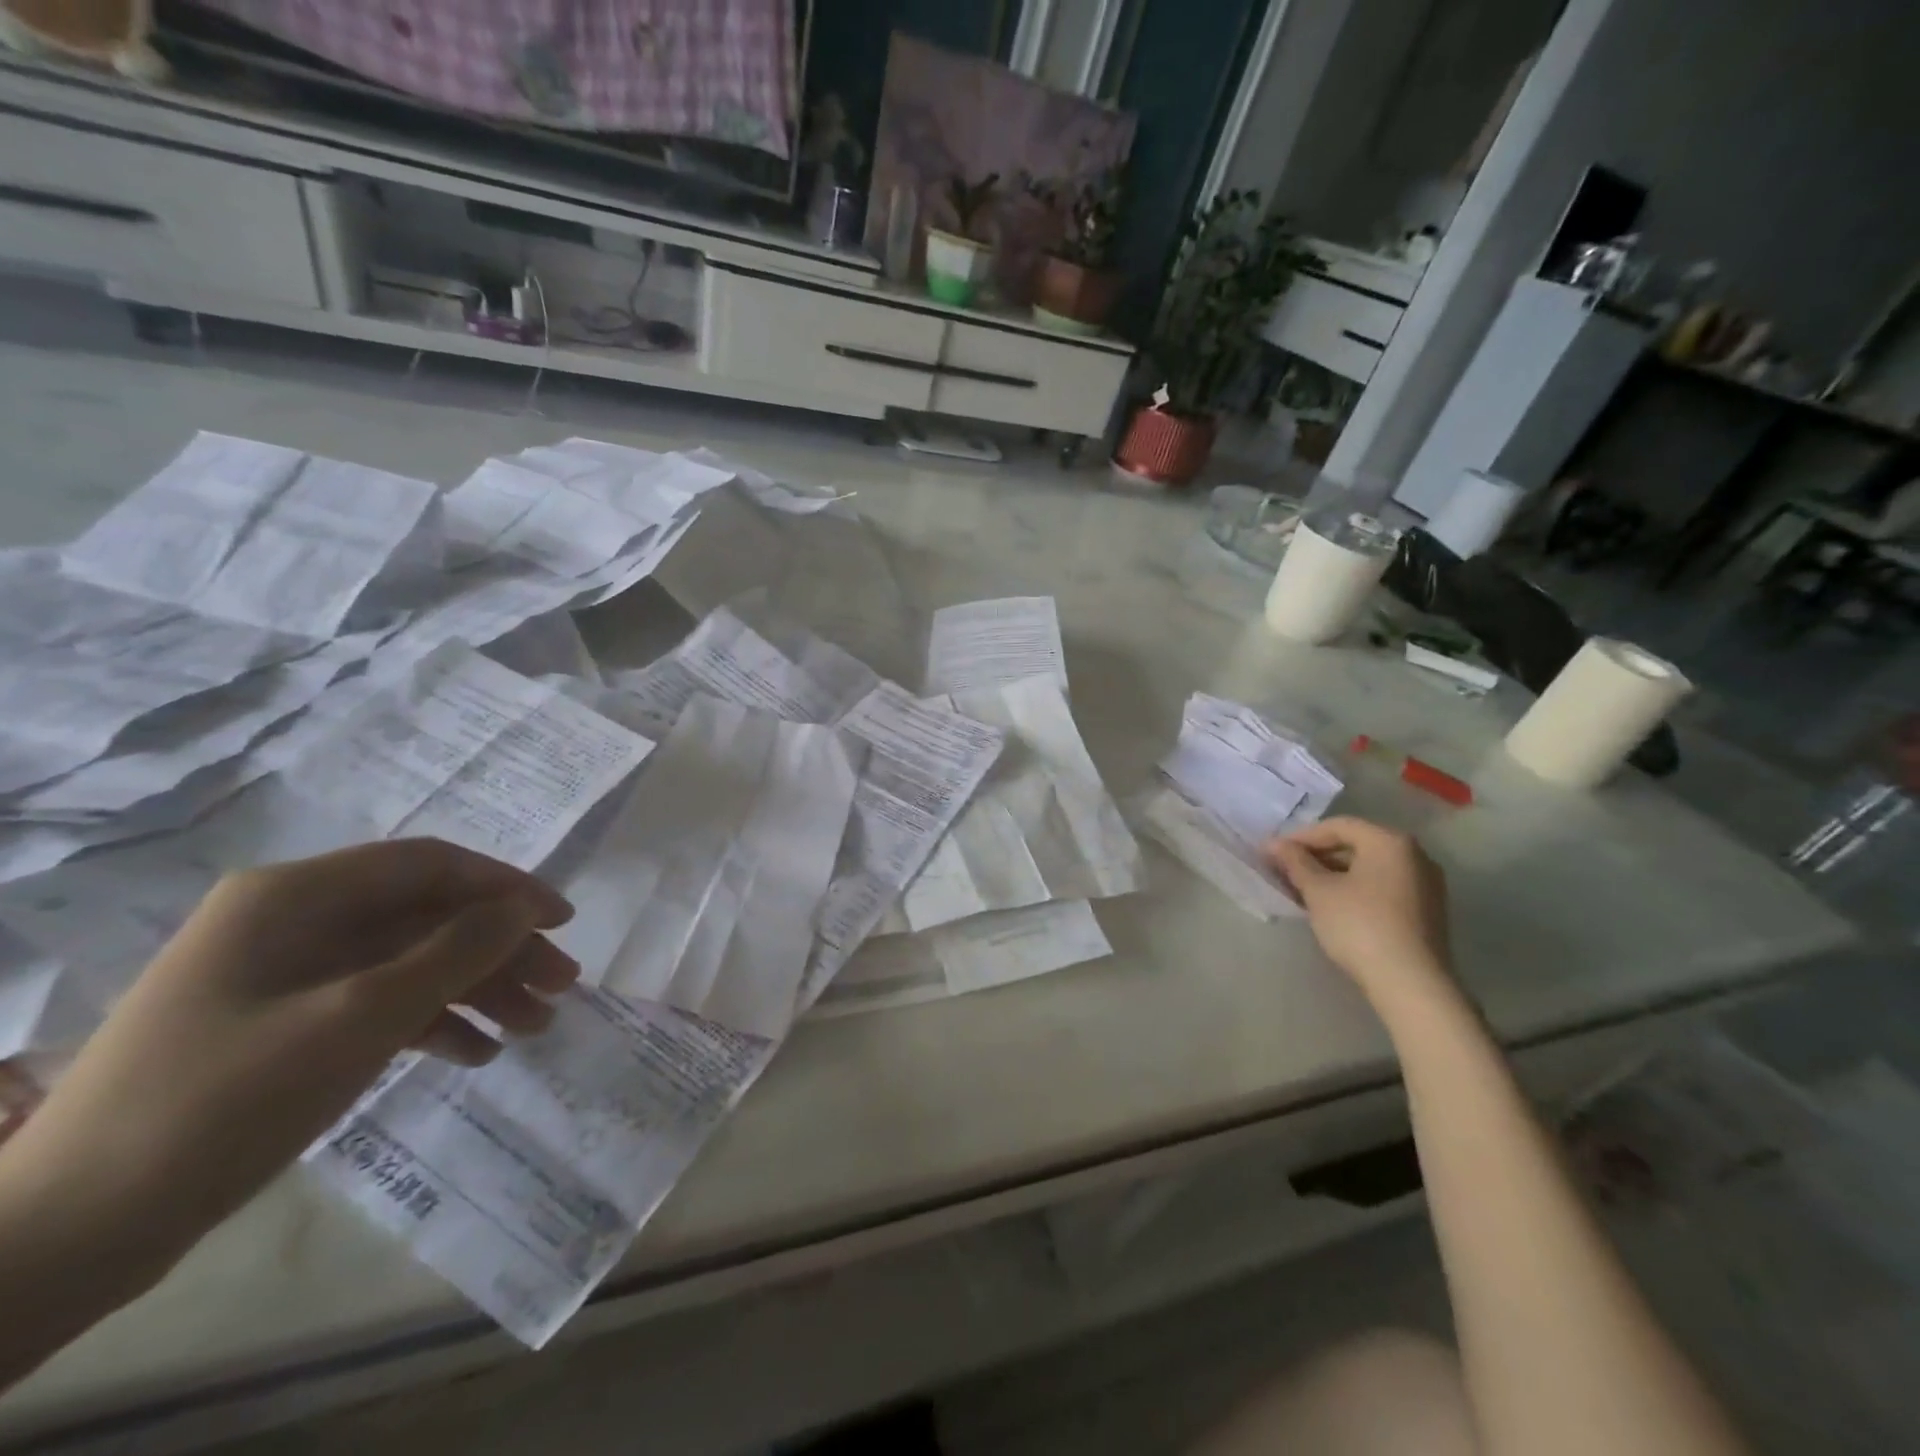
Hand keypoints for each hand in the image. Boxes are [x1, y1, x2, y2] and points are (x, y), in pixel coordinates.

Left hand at [6, 839, 576, 1267]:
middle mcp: (295, 920)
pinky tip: (476, 1054)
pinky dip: (433, 1022)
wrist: (70, 1235)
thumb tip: (525, 909)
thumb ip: (456, 952)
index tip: (563, 922)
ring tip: (534, 1028)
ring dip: (477, 989)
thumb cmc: (224, 1100)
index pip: (431, 865)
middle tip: (561, 987)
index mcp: (297, 895)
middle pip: (427, 916)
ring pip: (411, 961)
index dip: (506, 886)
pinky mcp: (286, 1024)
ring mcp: (288, 974)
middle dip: (500, 950)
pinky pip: (380, 1003)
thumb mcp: (360, 1017)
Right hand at [1266, 817, 1453, 1009]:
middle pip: (1355, 844)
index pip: (1337, 826)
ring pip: (1368, 868)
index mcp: (1390, 841)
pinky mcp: (1426, 911)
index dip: (1300, 837)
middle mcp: (1414, 855)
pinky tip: (1331, 907)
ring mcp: (1425, 884)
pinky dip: (1354, 889)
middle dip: (1316, 856)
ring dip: (1333, 874)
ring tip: (1303, 891)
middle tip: (1285, 871)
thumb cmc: (1359, 925)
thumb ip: (1295, 862)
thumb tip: (1272, 844)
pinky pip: (1382, 887)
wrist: (1411, 984)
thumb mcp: (1319, 891)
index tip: (1273, 854)